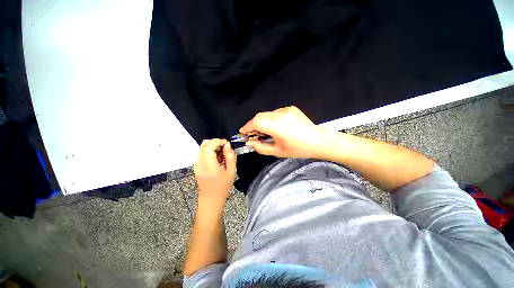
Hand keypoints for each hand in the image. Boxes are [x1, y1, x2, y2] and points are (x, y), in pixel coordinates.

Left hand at [194, 139, 235, 206]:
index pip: (209, 147)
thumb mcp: (231, 172)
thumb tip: (227, 145)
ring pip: (202, 148)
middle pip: (204, 145)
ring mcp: (196, 165)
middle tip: (225, 146)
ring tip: (222, 153)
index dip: (218, 141)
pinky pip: (202, 154)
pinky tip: (217, 158)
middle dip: (215, 142)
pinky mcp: (196, 166)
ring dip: (212, 146)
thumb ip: (230, 157)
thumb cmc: (223, 186)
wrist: (211, 199)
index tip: (226, 143)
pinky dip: (209, 151)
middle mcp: (200, 163)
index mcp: (209, 165)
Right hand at [239, 106, 322, 157]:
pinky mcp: (290, 108)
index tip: (243, 132)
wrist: (317, 140)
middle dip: (253, 124)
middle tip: (253, 133)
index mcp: (277, 126)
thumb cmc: (298, 149)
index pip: (256, 122)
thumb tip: (250, 142)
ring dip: (262, 121)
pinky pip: (275, 112)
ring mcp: (286, 110)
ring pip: (267, 114)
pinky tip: (277, 126)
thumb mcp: (277, 152)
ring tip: (266, 131)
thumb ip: (261, 147)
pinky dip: (271, 119)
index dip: (247, 126)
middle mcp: (280, 115)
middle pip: (259, 116)